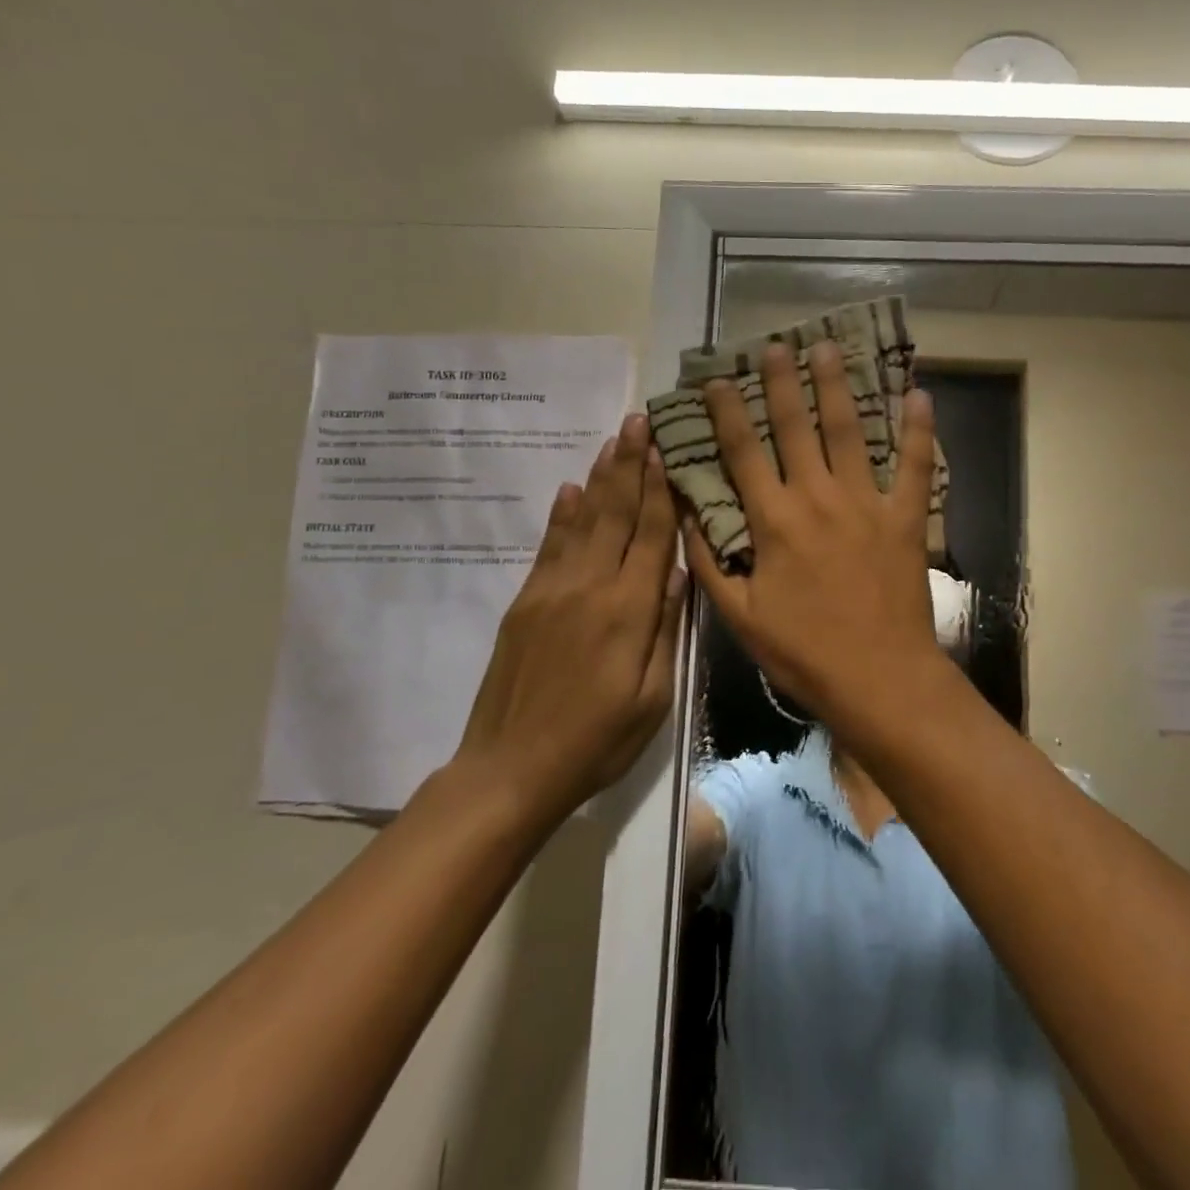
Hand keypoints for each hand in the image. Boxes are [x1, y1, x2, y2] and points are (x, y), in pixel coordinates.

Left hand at [457, 413, 685, 829]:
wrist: (510, 770)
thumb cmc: (597, 741)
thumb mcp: (653, 697)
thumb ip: (666, 630)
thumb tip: (678, 572)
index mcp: (629, 611)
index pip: (651, 536)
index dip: (660, 490)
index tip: (666, 449)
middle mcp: (590, 587)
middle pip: (616, 514)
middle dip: (631, 464)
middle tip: (639, 420)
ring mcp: (552, 590)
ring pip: (583, 521)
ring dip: (601, 477)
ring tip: (613, 439)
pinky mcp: (526, 601)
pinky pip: (549, 546)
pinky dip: (563, 513)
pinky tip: (572, 488)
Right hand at [683, 341, 943, 724]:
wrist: (878, 678)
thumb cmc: (804, 652)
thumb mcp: (740, 616)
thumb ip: (708, 564)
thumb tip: (686, 517)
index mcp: (774, 522)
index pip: (743, 453)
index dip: (728, 413)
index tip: (718, 380)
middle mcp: (818, 499)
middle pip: (796, 427)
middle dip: (783, 382)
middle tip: (776, 345)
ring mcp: (867, 504)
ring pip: (849, 432)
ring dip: (837, 387)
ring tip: (827, 349)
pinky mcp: (907, 518)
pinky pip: (916, 466)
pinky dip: (919, 430)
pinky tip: (920, 393)